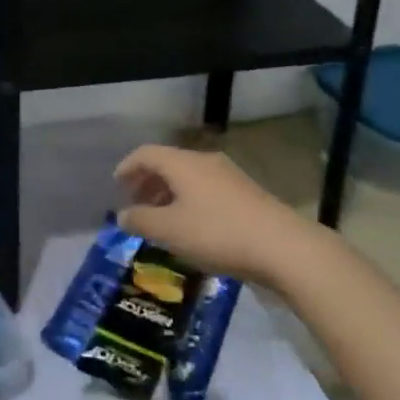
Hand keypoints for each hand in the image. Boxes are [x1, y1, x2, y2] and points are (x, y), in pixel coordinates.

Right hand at [114, 145, 311, 287]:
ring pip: (189, 177)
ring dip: (169, 193)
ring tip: (162, 220)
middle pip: (168, 163)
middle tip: (136, 205)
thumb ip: (141, 221)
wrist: (283, 247)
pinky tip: (192, 228)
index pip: (146, 153)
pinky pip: (207, 189)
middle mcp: (204, 161)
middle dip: (148, 182)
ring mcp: (229, 176)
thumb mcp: (170, 231)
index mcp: (183, 163)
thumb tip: (122, 215)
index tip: (116, 186)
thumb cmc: (218, 233)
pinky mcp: (247, 194)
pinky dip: (190, 201)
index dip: (127, 167)